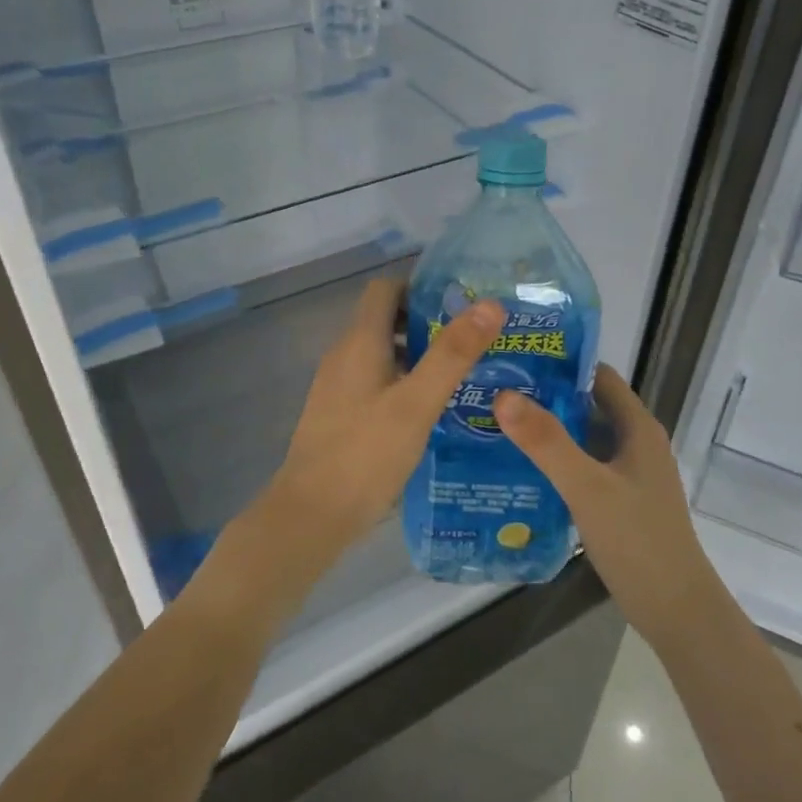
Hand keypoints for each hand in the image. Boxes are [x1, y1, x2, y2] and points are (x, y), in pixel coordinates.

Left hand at [203, 278, 503, 620]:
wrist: (311, 515)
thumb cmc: (365, 454)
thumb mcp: (417, 403)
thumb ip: (452, 354)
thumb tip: (490, 304)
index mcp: (359, 343)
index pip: (385, 289)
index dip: (420, 286)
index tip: (460, 301)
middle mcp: (344, 356)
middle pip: (384, 320)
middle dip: (426, 322)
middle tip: (472, 339)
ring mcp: (337, 387)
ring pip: (381, 353)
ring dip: (417, 354)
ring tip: (461, 373)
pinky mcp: (339, 414)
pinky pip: (374, 381)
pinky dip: (403, 382)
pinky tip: (430, 410)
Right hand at [493, 364, 722, 644]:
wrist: (675, 610)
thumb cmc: (638, 541)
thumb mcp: (587, 487)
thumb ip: (547, 442)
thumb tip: (503, 395)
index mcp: (638, 428)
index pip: (598, 377)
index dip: (560, 363)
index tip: (515, 359)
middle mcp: (635, 444)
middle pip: (587, 406)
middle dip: (545, 397)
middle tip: (493, 392)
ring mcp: (627, 475)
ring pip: (582, 440)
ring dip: (546, 431)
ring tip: (495, 425)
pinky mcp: (618, 501)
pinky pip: (581, 469)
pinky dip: (554, 463)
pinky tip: (518, 470)